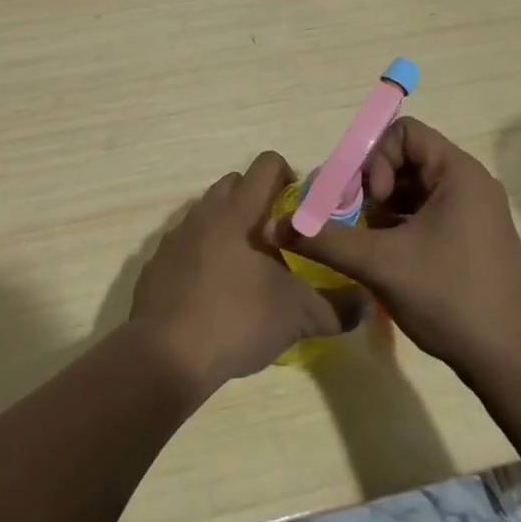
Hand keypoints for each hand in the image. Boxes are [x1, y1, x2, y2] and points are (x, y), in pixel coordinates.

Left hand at [129, 151, 366, 394]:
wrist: (165, 356)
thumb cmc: (236, 319)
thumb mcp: (297, 316)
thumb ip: (335, 307)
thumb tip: (363, 303)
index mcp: (237, 212)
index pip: (266, 165)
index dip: (289, 177)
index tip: (301, 209)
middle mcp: (204, 213)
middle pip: (235, 184)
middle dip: (259, 202)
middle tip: (279, 240)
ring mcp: (175, 237)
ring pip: (209, 213)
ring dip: (231, 228)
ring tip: (249, 269)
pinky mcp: (157, 264)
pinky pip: (188, 244)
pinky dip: (205, 255)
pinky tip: (216, 293)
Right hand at [275, 118, 520, 378]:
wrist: (511, 363)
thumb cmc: (449, 298)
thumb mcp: (380, 264)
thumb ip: (325, 239)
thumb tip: (273, 226)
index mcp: (459, 174)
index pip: (404, 133)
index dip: (376, 158)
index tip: (370, 200)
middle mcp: (471, 184)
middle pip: (407, 159)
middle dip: (373, 184)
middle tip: (355, 220)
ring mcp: (475, 213)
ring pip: (415, 189)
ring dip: (383, 208)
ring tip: (366, 241)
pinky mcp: (473, 239)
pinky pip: (428, 213)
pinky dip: (401, 225)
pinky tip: (386, 257)